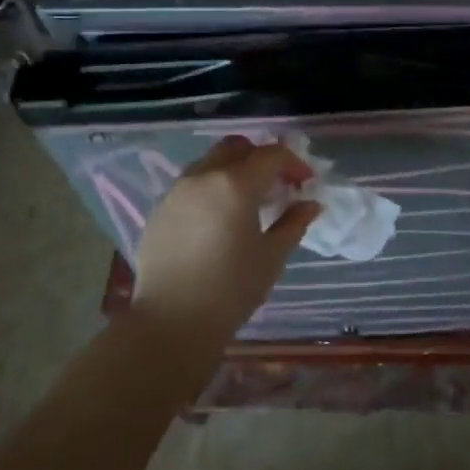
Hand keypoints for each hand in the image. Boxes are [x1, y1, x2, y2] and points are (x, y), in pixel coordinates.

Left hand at [131, 136, 320, 338]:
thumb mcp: (271, 257)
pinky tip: (218, 219)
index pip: (271, 155)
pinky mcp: (159, 210)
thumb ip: (293, 224)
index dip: (293, 164)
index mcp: (235, 184)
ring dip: (233, 170)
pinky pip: (190, 185)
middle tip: (276, 184)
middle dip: (260, 158)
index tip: (305, 184)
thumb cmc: (231, 289)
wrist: (172, 321)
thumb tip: (310, 204)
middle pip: (236, 148)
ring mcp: (176, 191)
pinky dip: (210, 188)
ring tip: (247, 201)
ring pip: (209, 162)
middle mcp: (203, 177)